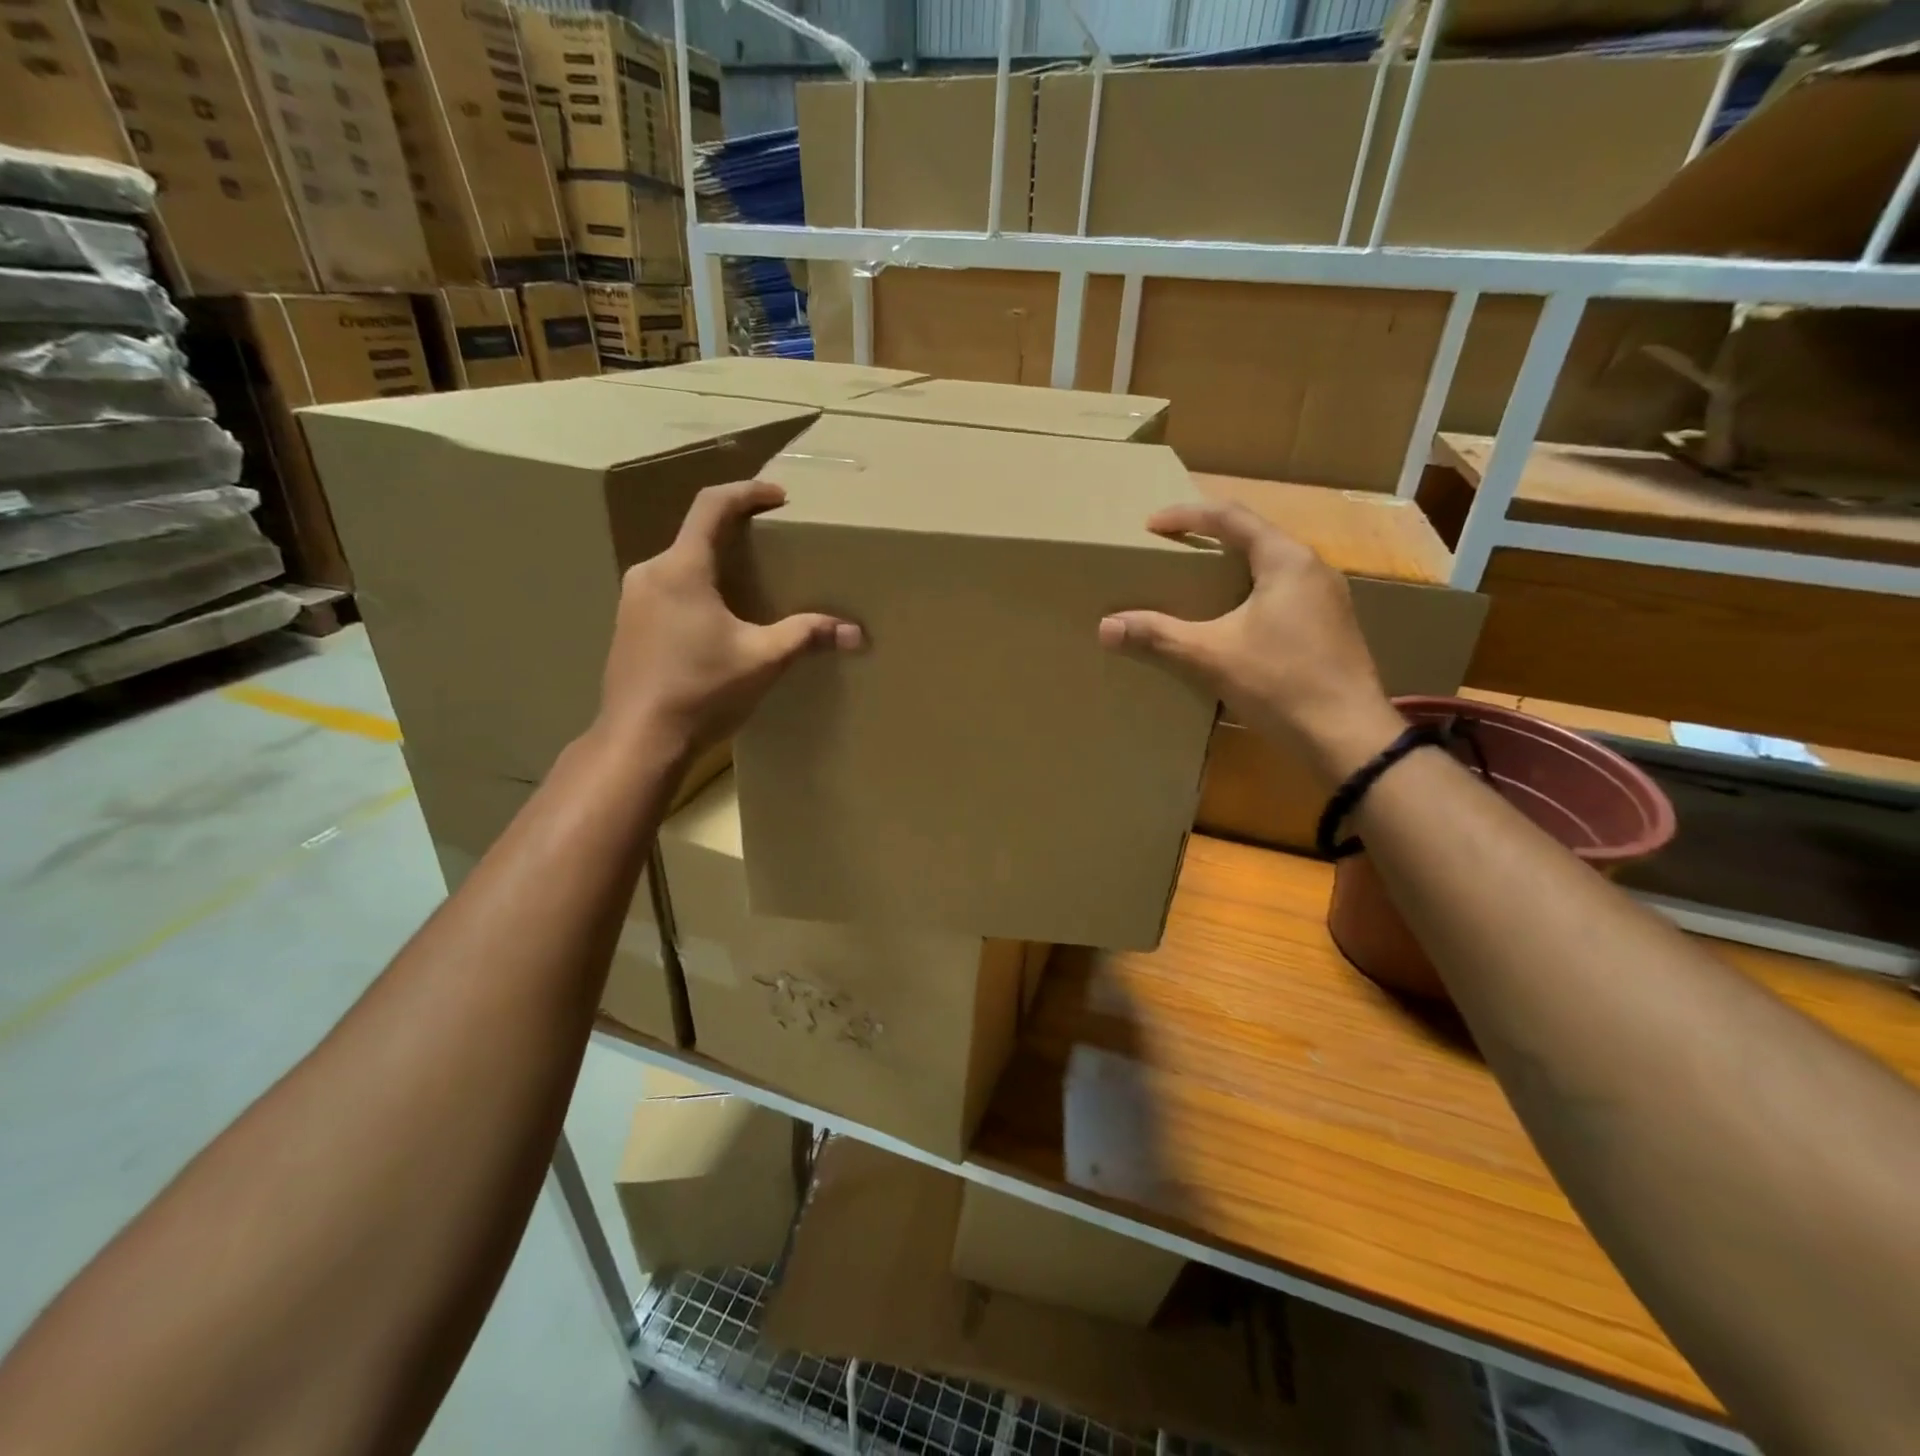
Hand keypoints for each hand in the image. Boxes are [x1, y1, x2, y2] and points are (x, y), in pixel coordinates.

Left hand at [598, 480, 861, 755]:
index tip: (779, 497)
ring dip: (715, 567)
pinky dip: (696, 592)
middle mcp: (650, 574)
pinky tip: (716, 624)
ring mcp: (632, 600)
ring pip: (680, 566)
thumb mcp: (762, 660)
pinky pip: (667, 591)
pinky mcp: (627, 626)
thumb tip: (856, 634)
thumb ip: (807, 636)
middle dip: (735, 536)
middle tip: (772, 548)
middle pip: (695, 536)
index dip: (748, 493)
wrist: (640, 740)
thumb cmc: (702, 691)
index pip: (712, 506)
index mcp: (681, 569)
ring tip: (749, 588)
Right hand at [1098, 501, 1402, 782]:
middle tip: (1171, 551)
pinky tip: (1231, 622)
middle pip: (1254, 537)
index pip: (1230, 517)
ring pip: (1270, 567)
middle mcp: (1312, 568)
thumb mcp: (1211, 656)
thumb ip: (1158, 636)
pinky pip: (1282, 593)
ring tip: (1195, 584)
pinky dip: (1248, 595)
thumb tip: (1106, 627)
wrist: (1348, 737)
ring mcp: (1327, 598)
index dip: (1186, 516)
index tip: (1151, 526)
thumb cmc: (1280, 683)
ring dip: (1230, 569)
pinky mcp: (1329, 626)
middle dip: (1209, 539)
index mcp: (1286, 560)